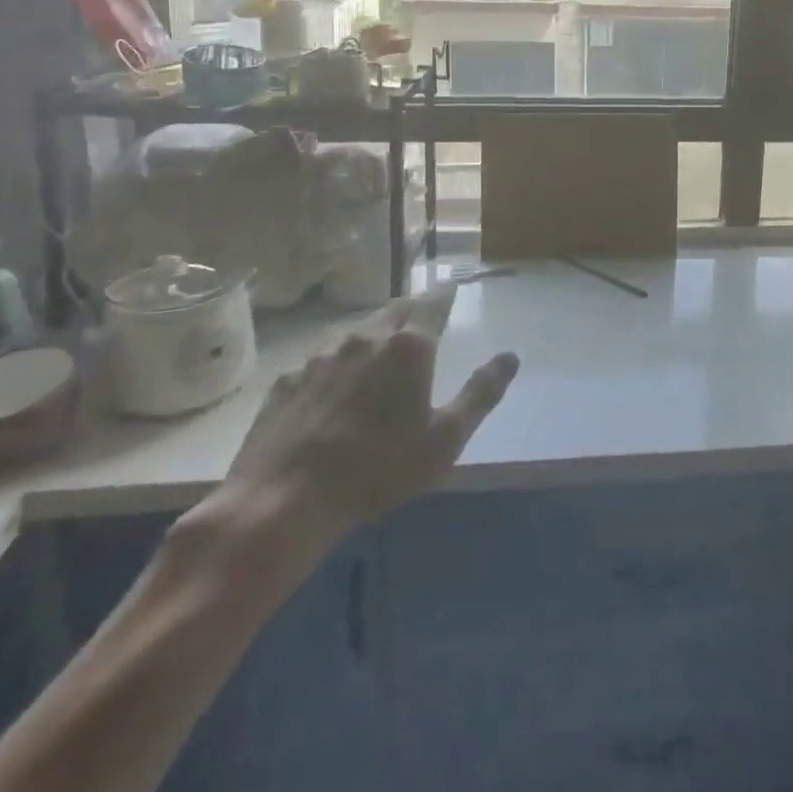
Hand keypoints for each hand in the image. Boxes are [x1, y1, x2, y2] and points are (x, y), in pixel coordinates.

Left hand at [176, 295, 518, 602]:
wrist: (282, 502)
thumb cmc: (377, 470)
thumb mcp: (444, 439)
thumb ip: (481, 393)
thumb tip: (510, 356)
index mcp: (408, 346)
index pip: (433, 303)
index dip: (445, 295)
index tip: (452, 289)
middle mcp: (365, 338)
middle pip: (394, 310)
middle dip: (411, 310)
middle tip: (421, 321)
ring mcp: (321, 356)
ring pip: (356, 333)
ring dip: (373, 337)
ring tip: (379, 357)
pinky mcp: (287, 379)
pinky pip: (320, 361)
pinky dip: (336, 366)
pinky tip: (332, 393)